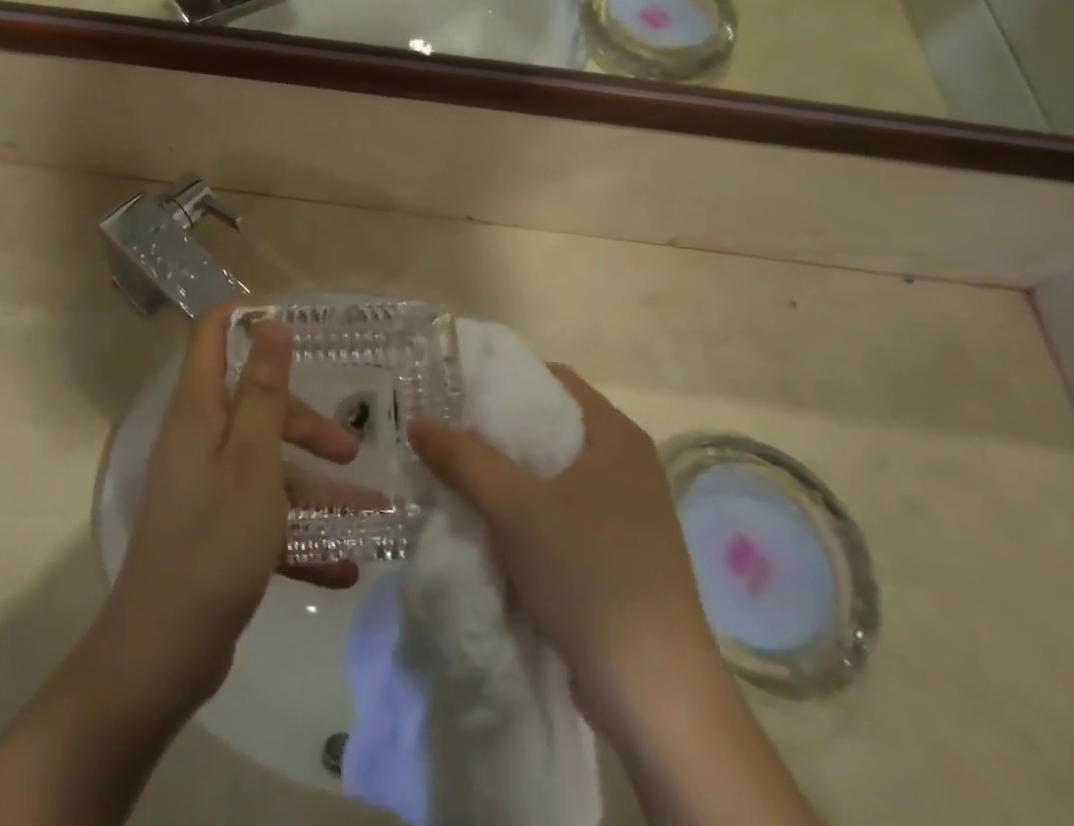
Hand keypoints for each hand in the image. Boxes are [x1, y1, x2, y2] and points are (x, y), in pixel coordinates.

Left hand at [96, 305, 361, 716]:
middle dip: (305, 423)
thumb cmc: (213, 542)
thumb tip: (269, 323)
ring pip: (269, 468)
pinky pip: (266, 519)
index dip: (246, 317)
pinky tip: (344, 565)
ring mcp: (207, 490)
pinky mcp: (217, 533)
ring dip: (318, 489)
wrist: (162, 656)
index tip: (296, 320)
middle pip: (256, 407)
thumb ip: (264, 392)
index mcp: (199, 413)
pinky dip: (302, 536)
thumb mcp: (251, 461)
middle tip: (351, 449)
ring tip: (373, 514)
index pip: (211, 337)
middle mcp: (200, 442)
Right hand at [409, 368, 720, 735]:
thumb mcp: (514, 508)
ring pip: (554, 474)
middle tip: (446, 433)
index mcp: (617, 436)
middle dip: (497, 431)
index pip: (553, 379)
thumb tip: (418, 422)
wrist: (655, 695)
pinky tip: (490, 523)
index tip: (456, 389)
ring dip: (508, 475)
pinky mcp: (620, 553)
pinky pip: (563, 512)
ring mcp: (628, 512)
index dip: (503, 378)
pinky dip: (527, 511)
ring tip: (457, 475)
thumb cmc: (589, 575)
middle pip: (550, 426)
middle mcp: (628, 465)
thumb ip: (463, 459)